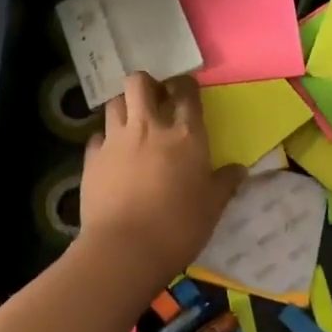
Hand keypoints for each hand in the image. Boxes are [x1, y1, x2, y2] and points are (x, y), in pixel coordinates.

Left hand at [81, 73, 245, 282]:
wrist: (125, 249)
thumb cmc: (178, 227)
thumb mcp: (212, 208)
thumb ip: (224, 184)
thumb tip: (239, 170)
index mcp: (185, 135)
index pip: (185, 92)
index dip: (185, 85)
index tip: (185, 91)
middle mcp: (148, 127)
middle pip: (140, 82)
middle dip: (146, 84)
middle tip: (154, 100)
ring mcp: (116, 140)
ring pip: (114, 102)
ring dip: (123, 106)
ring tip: (130, 123)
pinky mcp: (92, 158)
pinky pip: (97, 137)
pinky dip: (104, 140)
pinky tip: (110, 154)